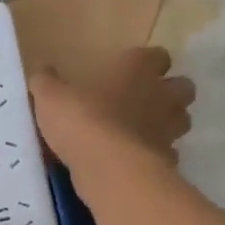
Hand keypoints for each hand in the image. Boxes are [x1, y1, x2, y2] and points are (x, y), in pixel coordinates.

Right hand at [32, 47, 195, 165]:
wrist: (109, 168)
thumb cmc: (83, 121)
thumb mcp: (51, 98)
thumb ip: (47, 84)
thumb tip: (42, 73)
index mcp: (137, 70)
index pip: (157, 56)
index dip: (147, 63)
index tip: (131, 71)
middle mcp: (161, 95)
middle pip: (183, 87)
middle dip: (170, 93)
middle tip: (146, 103)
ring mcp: (169, 130)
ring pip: (182, 121)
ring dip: (168, 125)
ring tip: (143, 134)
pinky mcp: (168, 161)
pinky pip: (168, 154)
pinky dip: (157, 157)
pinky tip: (137, 163)